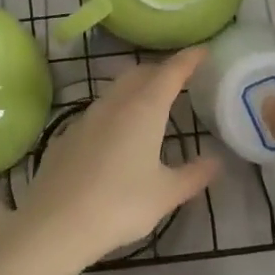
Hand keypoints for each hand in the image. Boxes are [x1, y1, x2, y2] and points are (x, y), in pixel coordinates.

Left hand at [8, 47, 219, 274]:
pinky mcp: (67, 136)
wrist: (57, 223)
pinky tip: (116, 136)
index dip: (188, 59)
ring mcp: (86, 118)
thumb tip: (217, 162)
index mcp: (144, 109)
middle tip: (178, 79)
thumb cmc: (121, 204)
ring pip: (115, 90)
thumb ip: (194, 175)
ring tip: (150, 104)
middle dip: (160, 71)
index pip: (170, 72)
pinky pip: (97, 113)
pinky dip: (114, 112)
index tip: (203, 51)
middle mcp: (114, 104)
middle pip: (140, 74)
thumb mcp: (166, 194)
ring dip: (135, 89)